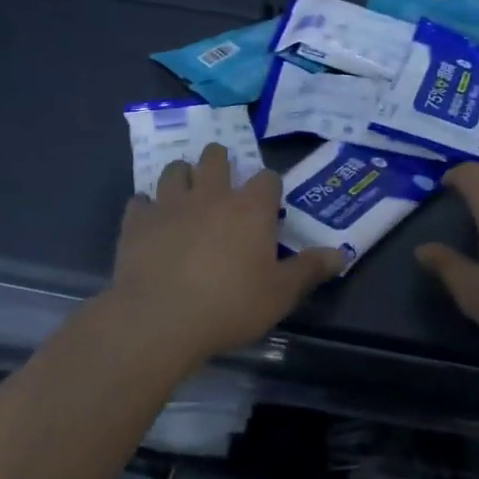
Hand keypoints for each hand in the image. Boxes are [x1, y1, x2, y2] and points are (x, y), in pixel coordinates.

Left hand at [107, 144, 343, 360]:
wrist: (159, 319)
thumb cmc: (230, 305)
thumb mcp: (280, 294)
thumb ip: (309, 269)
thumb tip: (342, 253)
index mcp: (250, 208)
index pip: (267, 178)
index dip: (269, 187)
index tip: (269, 203)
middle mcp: (211, 195)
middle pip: (215, 158)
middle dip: (220, 161)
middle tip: (223, 180)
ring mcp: (170, 204)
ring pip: (175, 170)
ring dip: (183, 175)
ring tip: (187, 192)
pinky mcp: (136, 222)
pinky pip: (140, 201)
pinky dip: (147, 206)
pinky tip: (151, 220)